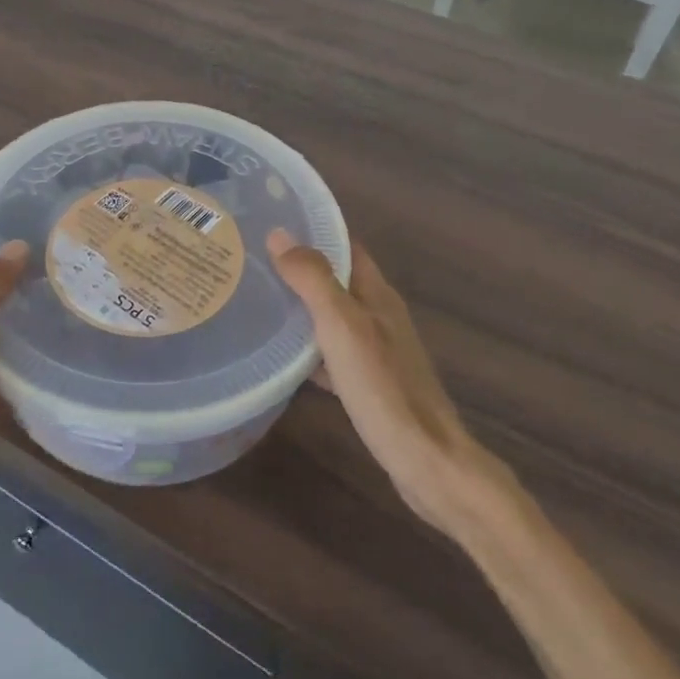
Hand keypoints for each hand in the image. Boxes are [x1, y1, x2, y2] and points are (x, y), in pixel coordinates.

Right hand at [268, 231, 514, 533]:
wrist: (426, 461)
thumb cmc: (383, 387)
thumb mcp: (342, 327)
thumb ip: (313, 280)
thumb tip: (281, 234)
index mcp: (377, 294)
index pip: (345, 244)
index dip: (314, 227)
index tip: (273, 217)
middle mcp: (379, 315)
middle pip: (337, 278)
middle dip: (301, 265)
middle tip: (253, 257)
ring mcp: (377, 350)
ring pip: (333, 315)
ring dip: (302, 304)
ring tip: (259, 298)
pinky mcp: (370, 382)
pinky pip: (332, 351)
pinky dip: (308, 346)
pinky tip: (282, 358)